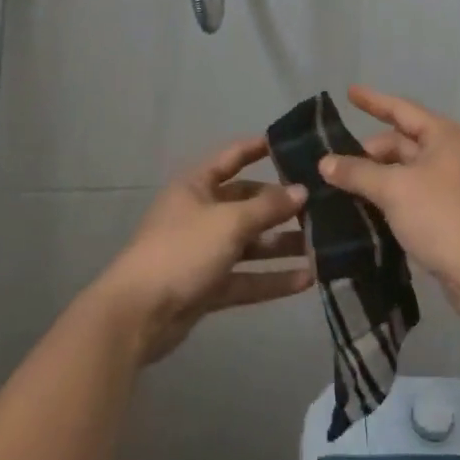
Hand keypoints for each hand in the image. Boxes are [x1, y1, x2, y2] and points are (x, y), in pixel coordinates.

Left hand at [91, 137, 314, 364]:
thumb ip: (268, 207)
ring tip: (321, 246)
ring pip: (250, 244)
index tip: (292, 144)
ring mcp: (204, 252)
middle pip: (246, 203)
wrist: (138, 315)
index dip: (258, 148)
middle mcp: (200, 214)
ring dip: (281, 245)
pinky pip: (246, 277)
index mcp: (196, 186)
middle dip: (280, 206)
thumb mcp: (229, 222)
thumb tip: (302, 191)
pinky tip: (306, 280)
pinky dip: (272, 279)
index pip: (232, 157)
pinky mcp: (208, 287)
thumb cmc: (182, 251)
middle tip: (319, 207)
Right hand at [319, 85, 459, 326]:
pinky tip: (364, 208)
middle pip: (402, 142)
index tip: (348, 92)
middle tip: (333, 166)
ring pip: (406, 171)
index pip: (402, 110)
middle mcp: (453, 153)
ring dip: (377, 177)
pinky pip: (412, 194)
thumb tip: (325, 162)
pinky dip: (389, 197)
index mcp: (446, 135)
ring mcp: (453, 184)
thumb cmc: (442, 216)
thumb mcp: (394, 189)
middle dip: (369, 152)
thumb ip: (357, 172)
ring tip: (341, 187)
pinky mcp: (450, 213)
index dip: (373, 101)